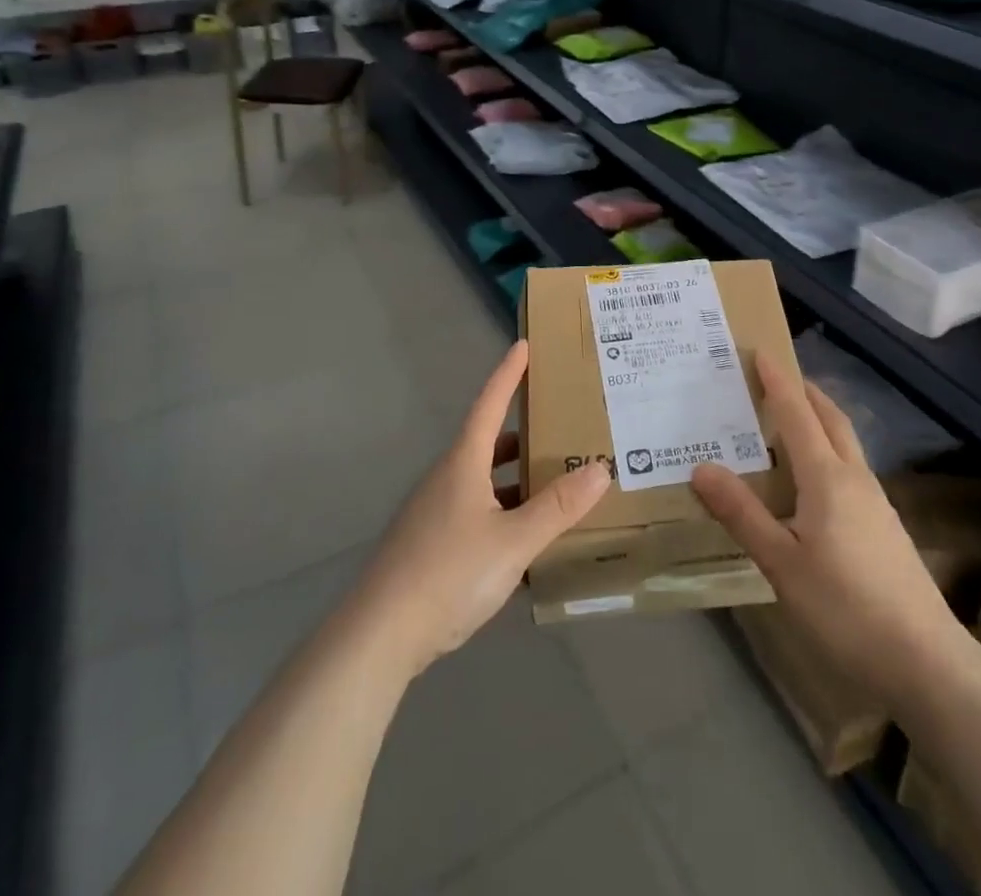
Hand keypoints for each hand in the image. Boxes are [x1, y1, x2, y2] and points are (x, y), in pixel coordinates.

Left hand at [351, 341, 609, 679]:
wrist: (379, 635)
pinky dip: (503, 510)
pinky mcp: (429, 543)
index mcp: (463, 464)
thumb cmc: (448, 574)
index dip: (508, 374)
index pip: (489, 404)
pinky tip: (524, 538)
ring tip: (553, 481)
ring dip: (515, 477)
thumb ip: (558, 507)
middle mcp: (446, 478)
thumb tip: (601, 468)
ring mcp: (434, 512)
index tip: (524, 345)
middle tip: (558, 422)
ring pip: (482, 480)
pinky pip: (475, 510)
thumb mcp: (513, 541)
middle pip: (487, 442)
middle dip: (522, 431)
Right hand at [692, 356, 960, 705]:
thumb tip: (701, 467)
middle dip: (804, 391)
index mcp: (827, 478)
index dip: (777, 381)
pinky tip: (813, 480)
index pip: (798, 414)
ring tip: (789, 420)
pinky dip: (828, 450)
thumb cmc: (846, 608)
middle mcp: (854, 478)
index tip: (760, 351)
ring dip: (819, 419)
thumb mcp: (782, 564)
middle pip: (830, 418)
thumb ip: (742, 514)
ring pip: (845, 442)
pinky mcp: (884, 525)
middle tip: (775, 376)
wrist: (926, 661)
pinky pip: (850, 467)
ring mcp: (875, 502)